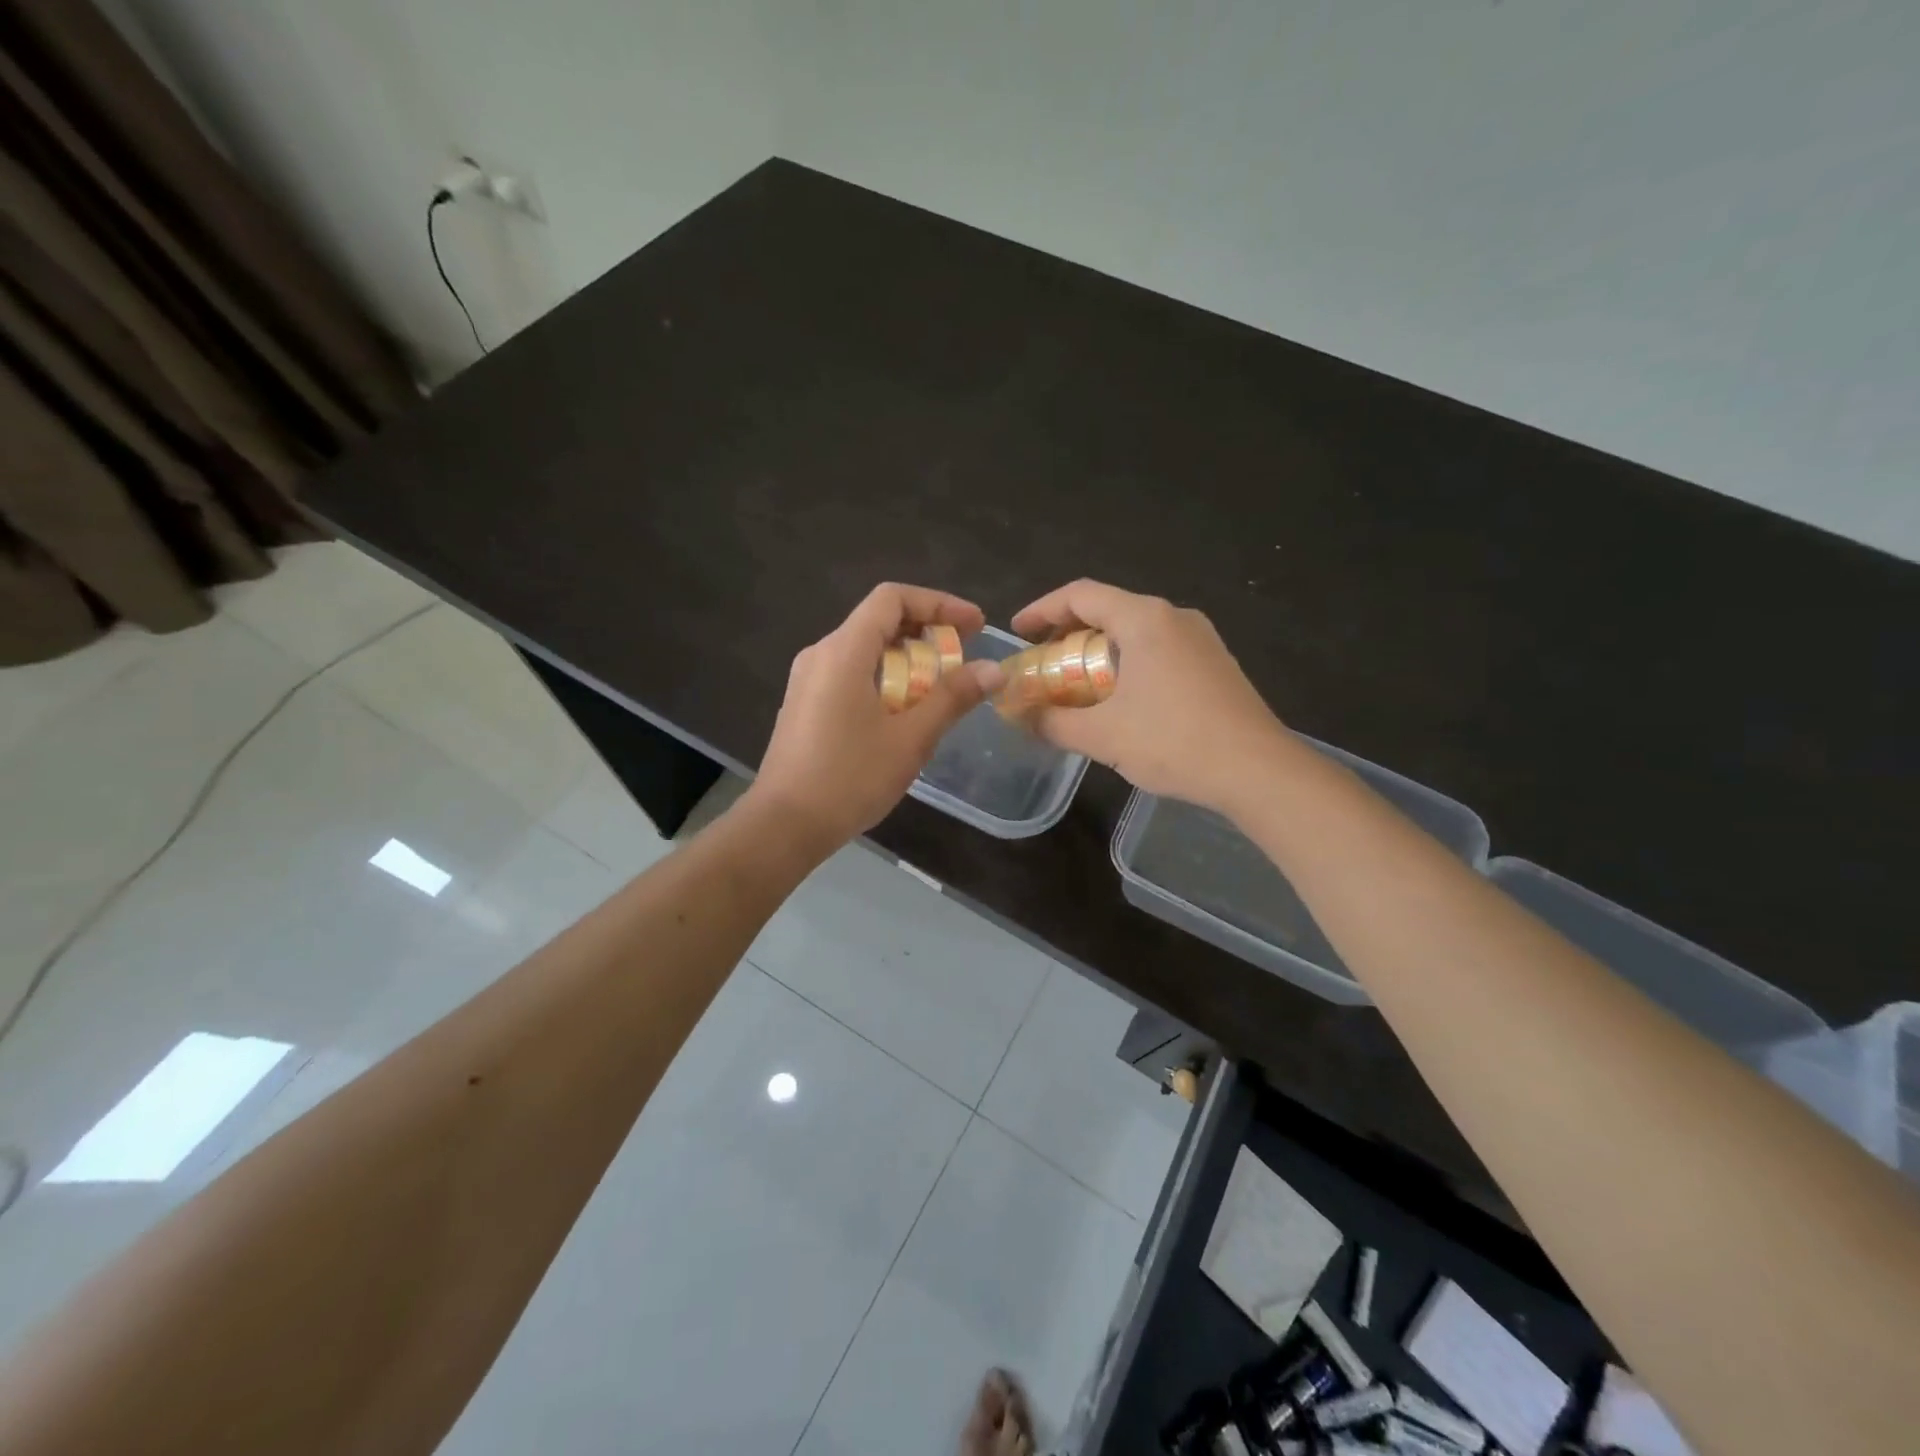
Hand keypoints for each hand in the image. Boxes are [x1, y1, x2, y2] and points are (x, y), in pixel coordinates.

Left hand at [750, 583, 1005, 853]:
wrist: (784, 825)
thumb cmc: (849, 778)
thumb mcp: (910, 739)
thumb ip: (951, 698)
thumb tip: (992, 669)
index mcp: (844, 651)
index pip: (893, 598)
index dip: (939, 604)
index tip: (974, 626)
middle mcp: (821, 654)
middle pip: (879, 621)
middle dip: (926, 632)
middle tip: (962, 658)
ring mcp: (808, 680)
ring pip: (865, 649)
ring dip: (907, 659)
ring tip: (940, 688)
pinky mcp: (806, 704)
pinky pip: (851, 673)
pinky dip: (885, 678)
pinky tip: (904, 711)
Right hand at [1012, 580, 1287, 814]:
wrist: (1259, 771)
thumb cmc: (1174, 742)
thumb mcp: (1102, 736)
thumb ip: (1052, 722)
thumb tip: (1019, 716)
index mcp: (1144, 619)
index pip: (1080, 595)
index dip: (1041, 610)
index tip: (1017, 632)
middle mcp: (1174, 617)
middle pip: (1108, 610)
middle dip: (1067, 634)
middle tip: (1043, 664)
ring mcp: (1201, 639)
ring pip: (1135, 631)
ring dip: (1098, 651)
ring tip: (1077, 685)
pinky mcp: (1215, 663)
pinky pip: (1158, 650)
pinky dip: (1127, 664)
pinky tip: (1121, 700)